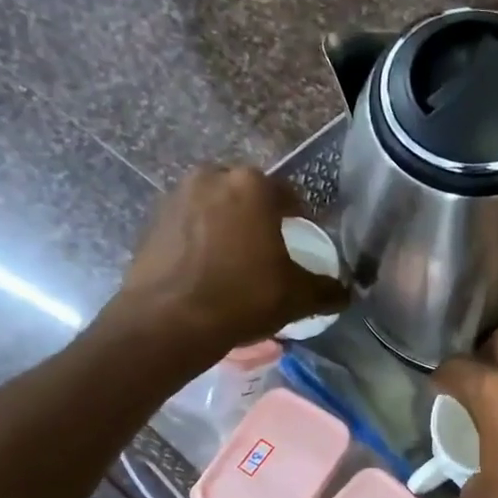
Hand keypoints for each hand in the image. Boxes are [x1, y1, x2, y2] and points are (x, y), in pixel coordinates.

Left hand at [110, 167, 347, 352]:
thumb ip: (327, 290)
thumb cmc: (243, 297)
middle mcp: (212, 177)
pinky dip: (200, 240)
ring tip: (236, 261)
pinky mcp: (152, 221)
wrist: (168, 321)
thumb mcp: (297, 297)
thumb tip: (346, 293)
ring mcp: (176, 196)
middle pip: (247, 195)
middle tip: (269, 250)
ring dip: (228, 226)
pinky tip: (207, 270)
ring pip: (215, 207)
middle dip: (260, 217)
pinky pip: (188, 225)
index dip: (301, 218)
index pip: (289, 195)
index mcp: (252, 186)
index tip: (303, 241)